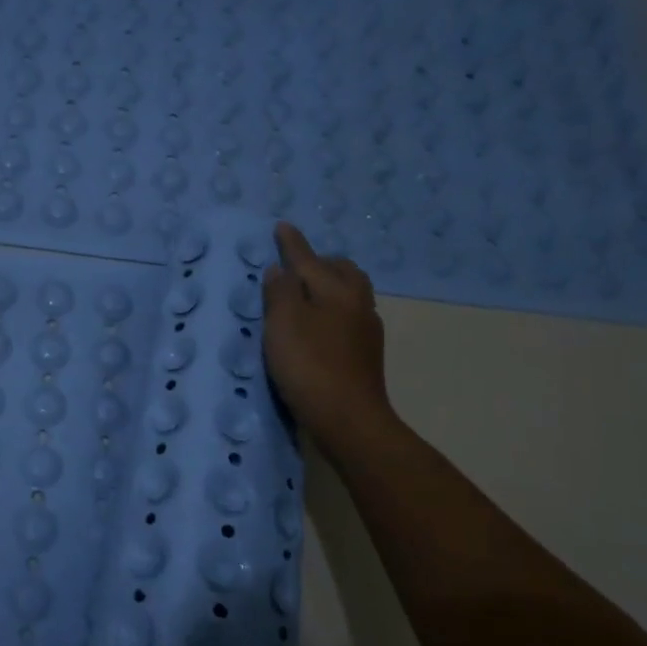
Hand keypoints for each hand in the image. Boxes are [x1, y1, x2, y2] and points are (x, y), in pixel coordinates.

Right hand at [262, 221, 396, 450]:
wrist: (348, 419)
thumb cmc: (310, 366)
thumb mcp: (283, 324)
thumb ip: (280, 292)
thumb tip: (281, 270)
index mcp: (336, 290)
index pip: (309, 259)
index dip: (292, 244)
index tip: (282, 227)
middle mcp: (357, 304)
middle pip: (342, 271)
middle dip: (321, 262)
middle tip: (298, 264)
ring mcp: (366, 330)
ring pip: (351, 293)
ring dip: (331, 285)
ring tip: (309, 292)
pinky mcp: (365, 354)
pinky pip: (350, 316)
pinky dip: (334, 309)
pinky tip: (321, 324)